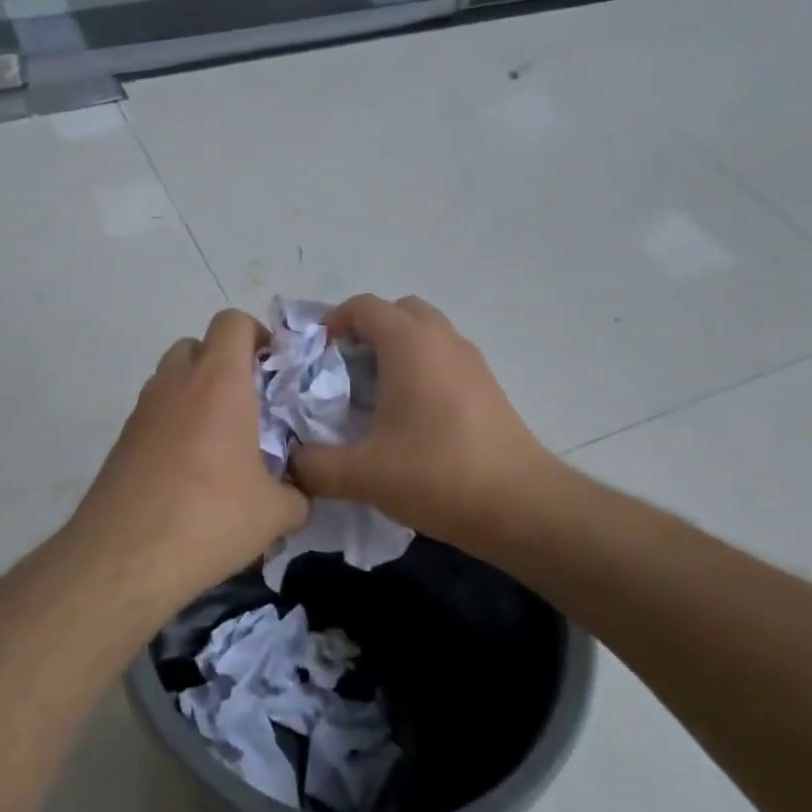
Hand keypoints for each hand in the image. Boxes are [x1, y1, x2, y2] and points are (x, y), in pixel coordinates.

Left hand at [68, 309, 306, 592]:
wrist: (125, 557)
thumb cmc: (210, 518)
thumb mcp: (276, 512)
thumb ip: (298, 493)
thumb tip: (298, 493)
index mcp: (219, 382)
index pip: (232, 322)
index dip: (256, 335)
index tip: (272, 370)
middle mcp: (176, 383)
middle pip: (198, 345)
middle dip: (224, 364)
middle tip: (248, 406)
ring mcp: (142, 410)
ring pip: (171, 378)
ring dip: (196, 393)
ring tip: (218, 442)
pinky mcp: (121, 440)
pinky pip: (154, 414)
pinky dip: (173, 425)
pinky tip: (188, 472)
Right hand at [291, 295, 557, 553]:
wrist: (521, 505)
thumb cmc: (437, 474)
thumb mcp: (361, 474)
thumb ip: (313, 465)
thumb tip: (291, 462)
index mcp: (409, 343)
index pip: (362, 306)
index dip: (331, 324)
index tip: (313, 361)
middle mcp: (442, 339)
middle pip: (397, 313)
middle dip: (365, 333)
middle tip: (343, 374)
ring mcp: (471, 361)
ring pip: (424, 335)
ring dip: (395, 352)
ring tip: (373, 398)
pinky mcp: (487, 387)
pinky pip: (443, 359)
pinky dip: (420, 371)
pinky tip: (409, 419)